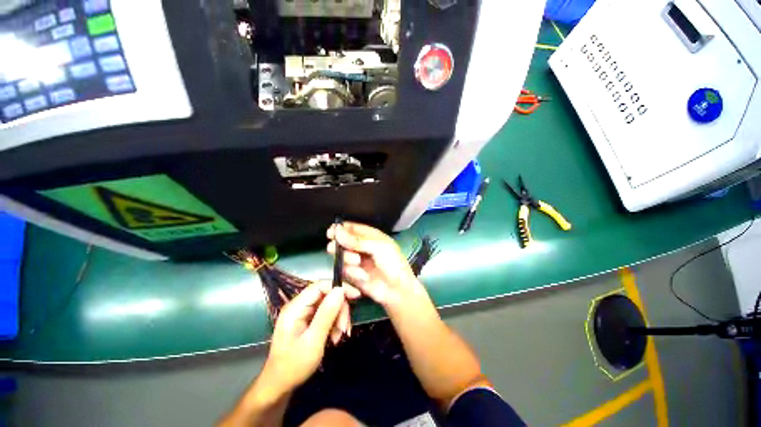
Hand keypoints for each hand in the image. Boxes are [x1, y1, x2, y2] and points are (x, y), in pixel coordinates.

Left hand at [262, 281, 356, 394]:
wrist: (280, 386)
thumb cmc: (294, 366)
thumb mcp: (313, 340)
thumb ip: (326, 314)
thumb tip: (340, 290)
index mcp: (296, 307)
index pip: (320, 286)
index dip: (339, 287)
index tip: (356, 296)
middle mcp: (299, 306)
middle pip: (327, 295)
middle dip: (340, 309)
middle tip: (345, 328)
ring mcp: (303, 313)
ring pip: (329, 304)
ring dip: (338, 318)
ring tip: (339, 336)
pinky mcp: (308, 320)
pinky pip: (326, 314)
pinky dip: (334, 324)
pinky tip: (335, 337)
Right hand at [327, 222, 422, 307]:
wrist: (397, 290)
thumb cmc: (393, 264)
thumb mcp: (378, 247)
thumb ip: (357, 240)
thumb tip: (337, 231)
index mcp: (370, 236)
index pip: (352, 228)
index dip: (340, 228)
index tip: (331, 232)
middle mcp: (362, 247)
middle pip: (342, 241)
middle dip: (339, 245)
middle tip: (336, 248)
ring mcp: (357, 261)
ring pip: (341, 255)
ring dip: (347, 258)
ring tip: (358, 262)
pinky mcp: (354, 275)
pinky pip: (344, 270)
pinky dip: (352, 272)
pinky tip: (363, 276)